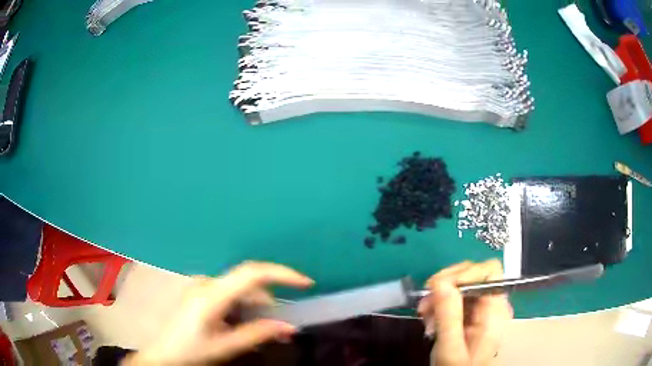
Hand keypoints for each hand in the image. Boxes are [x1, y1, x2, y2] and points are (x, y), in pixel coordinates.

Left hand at [123, 261, 312, 365]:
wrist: (164, 355)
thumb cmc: (192, 351)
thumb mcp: (226, 346)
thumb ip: (259, 334)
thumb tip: (291, 327)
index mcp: (211, 295)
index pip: (252, 273)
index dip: (282, 274)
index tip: (306, 284)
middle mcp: (207, 283)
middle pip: (248, 283)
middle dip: (272, 301)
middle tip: (285, 326)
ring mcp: (202, 287)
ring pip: (241, 290)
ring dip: (258, 308)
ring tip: (267, 332)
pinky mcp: (201, 293)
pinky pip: (230, 295)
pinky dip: (244, 309)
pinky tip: (246, 326)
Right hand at [418, 260, 512, 365]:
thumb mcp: (450, 349)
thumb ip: (448, 317)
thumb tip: (440, 282)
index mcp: (495, 311)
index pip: (489, 271)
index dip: (465, 273)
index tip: (437, 287)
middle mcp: (492, 304)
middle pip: (474, 273)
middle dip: (446, 285)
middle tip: (425, 303)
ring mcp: (482, 308)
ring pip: (462, 284)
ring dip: (439, 296)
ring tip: (425, 316)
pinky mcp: (471, 313)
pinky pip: (455, 297)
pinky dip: (439, 304)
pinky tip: (431, 320)